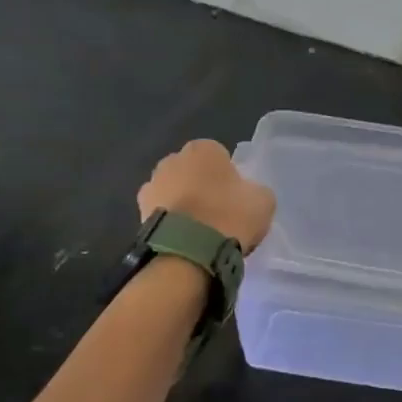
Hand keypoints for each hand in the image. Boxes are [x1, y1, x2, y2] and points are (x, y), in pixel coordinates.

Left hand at [138, 139, 275, 252]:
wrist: (188, 252)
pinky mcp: (139, 213)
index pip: (220, 156)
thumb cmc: (229, 216)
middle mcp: (172, 159)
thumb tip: (247, 194)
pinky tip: (185, 241)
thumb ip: (254, 190)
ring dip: (183, 205)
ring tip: (200, 232)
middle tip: (218, 214)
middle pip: (193, 172)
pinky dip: (171, 223)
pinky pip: (163, 214)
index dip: (229, 177)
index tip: (236, 198)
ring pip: (174, 192)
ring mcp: (151, 185)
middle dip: (201, 187)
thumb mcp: (263, 200)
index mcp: (203, 148)